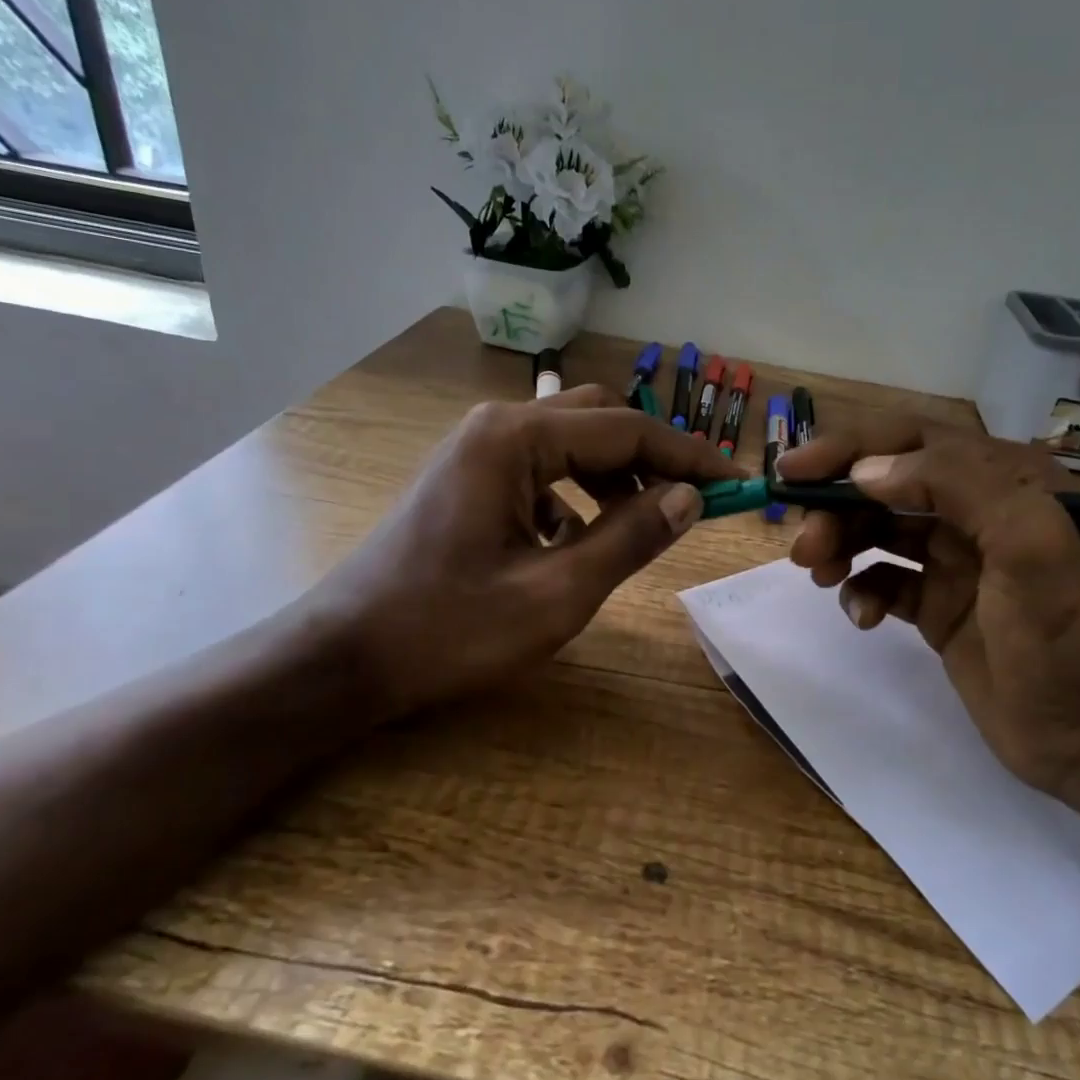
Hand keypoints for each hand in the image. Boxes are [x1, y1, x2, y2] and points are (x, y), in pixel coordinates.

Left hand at [302, 385, 741, 721]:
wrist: (344, 657)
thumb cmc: (449, 629)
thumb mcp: (556, 594)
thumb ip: (630, 539)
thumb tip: (690, 498)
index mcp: (517, 438)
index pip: (627, 430)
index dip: (689, 456)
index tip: (736, 484)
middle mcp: (497, 426)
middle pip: (599, 421)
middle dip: (652, 459)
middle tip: (691, 505)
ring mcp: (477, 450)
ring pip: (571, 444)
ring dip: (615, 477)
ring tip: (641, 526)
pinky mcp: (468, 479)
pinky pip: (541, 470)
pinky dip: (576, 495)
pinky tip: (575, 542)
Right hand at [777, 418, 1079, 804]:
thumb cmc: (1066, 639)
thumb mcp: (1029, 544)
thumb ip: (957, 485)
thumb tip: (866, 473)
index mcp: (1004, 481)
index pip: (912, 440)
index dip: (849, 448)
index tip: (794, 472)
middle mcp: (976, 512)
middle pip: (884, 487)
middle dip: (837, 508)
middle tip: (804, 548)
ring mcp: (955, 562)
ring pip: (877, 532)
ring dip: (840, 546)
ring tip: (819, 575)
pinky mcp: (938, 606)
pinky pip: (883, 581)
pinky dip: (862, 592)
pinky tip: (864, 619)